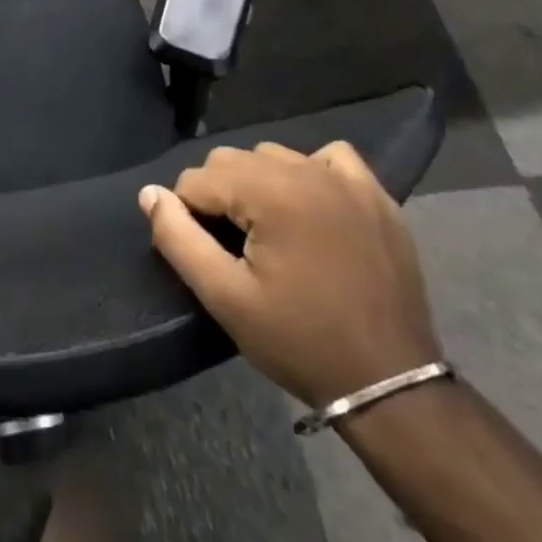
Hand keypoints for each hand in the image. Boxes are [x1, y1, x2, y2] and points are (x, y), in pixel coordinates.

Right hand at [140, 141, 440, 407]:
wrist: (392, 386)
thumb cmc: (300, 342)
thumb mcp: (225, 298)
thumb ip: (178, 239)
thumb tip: (150, 194)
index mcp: (270, 192)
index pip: (198, 178)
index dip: (189, 215)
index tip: (207, 254)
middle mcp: (306, 171)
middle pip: (232, 160)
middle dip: (220, 196)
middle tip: (233, 247)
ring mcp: (347, 181)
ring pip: (274, 155)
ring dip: (259, 183)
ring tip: (268, 231)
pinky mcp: (377, 196)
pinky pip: (329, 157)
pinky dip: (310, 171)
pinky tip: (310, 206)